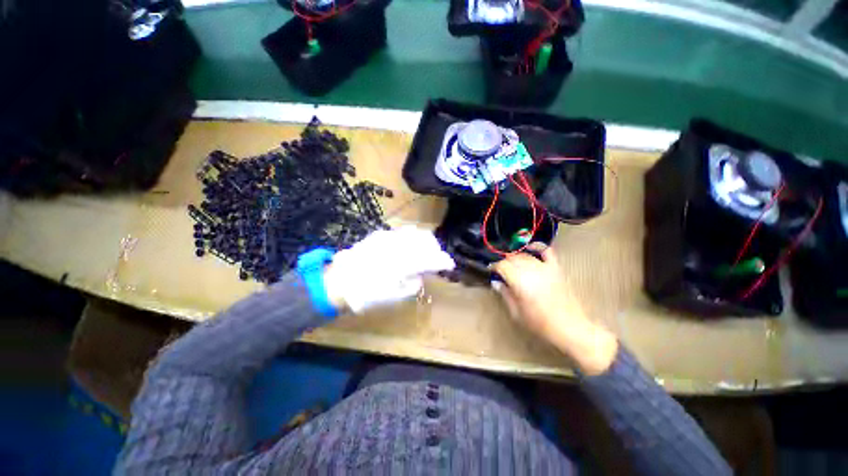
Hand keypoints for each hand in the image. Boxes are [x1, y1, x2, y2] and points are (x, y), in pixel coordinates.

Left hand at [323, 226, 454, 313]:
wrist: (338, 282)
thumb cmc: (367, 294)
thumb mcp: (394, 297)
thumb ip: (413, 284)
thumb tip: (420, 274)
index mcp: (404, 263)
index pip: (432, 258)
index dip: (444, 261)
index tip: (450, 265)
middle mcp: (399, 245)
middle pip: (426, 239)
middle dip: (435, 249)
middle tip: (435, 260)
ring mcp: (389, 237)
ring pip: (415, 232)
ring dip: (424, 242)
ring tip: (423, 252)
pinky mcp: (380, 235)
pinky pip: (402, 233)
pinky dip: (410, 239)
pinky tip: (406, 249)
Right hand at [491, 245, 617, 375]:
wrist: (569, 327)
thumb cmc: (539, 323)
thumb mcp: (516, 312)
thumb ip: (505, 294)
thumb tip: (496, 282)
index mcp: (519, 281)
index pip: (502, 266)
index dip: (494, 267)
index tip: (491, 271)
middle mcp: (531, 270)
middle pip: (512, 259)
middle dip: (504, 263)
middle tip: (502, 272)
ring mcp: (545, 267)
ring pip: (525, 255)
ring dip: (516, 258)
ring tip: (513, 266)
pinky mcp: (556, 268)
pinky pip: (546, 251)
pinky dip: (537, 247)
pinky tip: (531, 248)